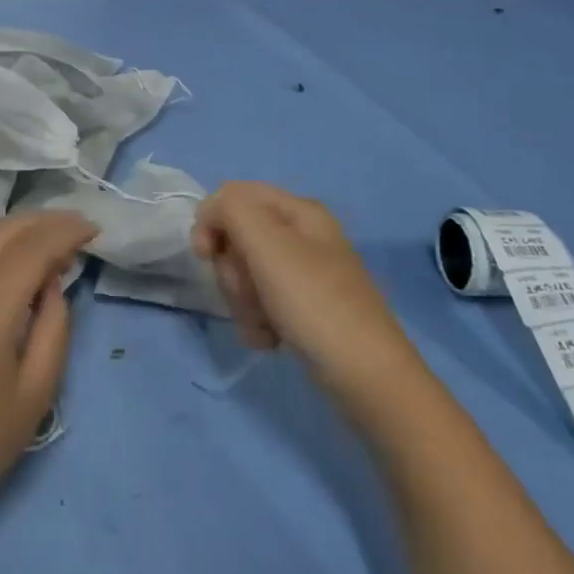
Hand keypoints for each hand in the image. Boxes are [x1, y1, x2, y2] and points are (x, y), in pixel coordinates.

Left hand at [0, 210, 95, 532]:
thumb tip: (51, 285)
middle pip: (2, 231)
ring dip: (19, 232)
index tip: (95, 230)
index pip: (32, 247)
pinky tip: (15, 269)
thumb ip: (54, 327)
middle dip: (43, 221)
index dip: (65, 231)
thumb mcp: (36, 391)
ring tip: (52, 246)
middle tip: (78, 231)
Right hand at [192, 182, 412, 379]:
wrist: (367, 377)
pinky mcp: (303, 308)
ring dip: (242, 301)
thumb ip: (231, 210)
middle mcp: (301, 236)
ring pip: (245, 273)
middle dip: (232, 269)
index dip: (212, 221)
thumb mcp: (268, 243)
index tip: (207, 255)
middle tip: (249, 292)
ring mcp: (303, 274)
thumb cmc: (314, 302)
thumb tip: (211, 214)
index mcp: (298, 210)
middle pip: (237, 237)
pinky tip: (270, 339)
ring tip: (263, 323)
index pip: (233, 196)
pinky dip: (257, 321)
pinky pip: (260, 303)